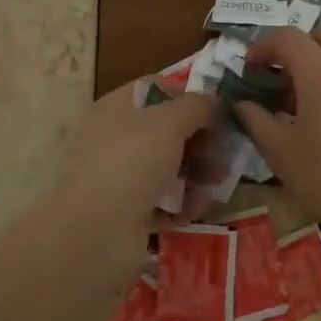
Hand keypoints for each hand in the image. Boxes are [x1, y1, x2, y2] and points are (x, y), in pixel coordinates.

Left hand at [40, 83, 218, 256]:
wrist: (96, 231)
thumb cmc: (132, 161)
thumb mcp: (169, 123)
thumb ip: (196, 106)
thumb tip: (213, 99)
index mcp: (115, 108)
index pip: (154, 89)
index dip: (186, 96)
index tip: (216, 110)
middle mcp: (114, 138)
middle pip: (166, 131)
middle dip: (199, 141)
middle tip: (224, 153)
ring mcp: (119, 177)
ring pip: (167, 167)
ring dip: (196, 173)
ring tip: (216, 183)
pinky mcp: (127, 212)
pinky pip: (162, 201)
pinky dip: (182, 203)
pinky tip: (197, 208)